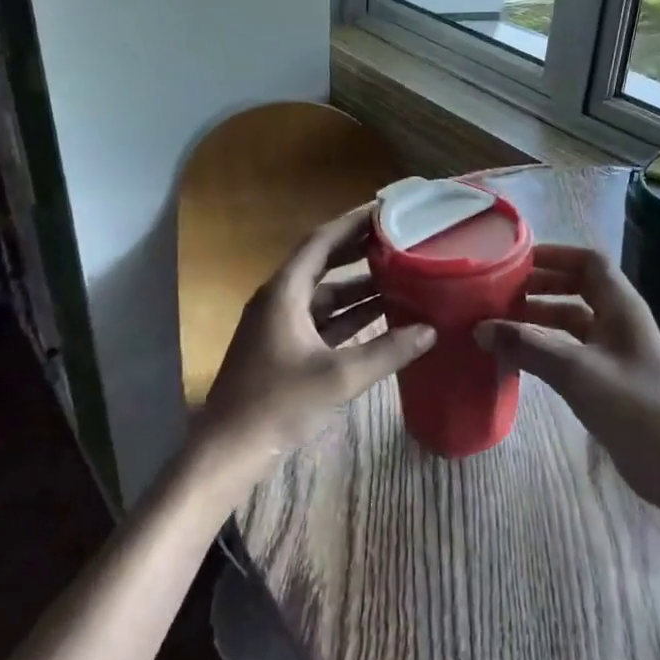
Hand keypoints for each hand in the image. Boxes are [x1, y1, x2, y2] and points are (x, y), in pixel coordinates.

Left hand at [193, 204, 435, 487]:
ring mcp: (280, 325)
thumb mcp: (338, 377)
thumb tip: (430, 330)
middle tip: (400, 238)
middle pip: (324, 263)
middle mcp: (280, 300)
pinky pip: (322, 320)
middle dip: (360, 251)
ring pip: (325, 295)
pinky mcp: (285, 348)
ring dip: (359, 286)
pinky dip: (350, 316)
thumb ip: (387, 351)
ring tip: (401, 274)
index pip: (321, 241)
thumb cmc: (278, 404)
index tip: (386, 210)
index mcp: (284, 292)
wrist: (229, 450)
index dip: (353, 223)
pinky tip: (382, 317)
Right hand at [475, 244, 659, 504]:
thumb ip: (526, 346)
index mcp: (621, 306)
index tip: (517, 261)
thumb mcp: (574, 370)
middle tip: (500, 292)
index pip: (589, 262)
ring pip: (573, 321)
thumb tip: (480, 328)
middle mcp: (619, 321)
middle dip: (540, 286)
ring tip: (501, 322)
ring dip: (540, 317)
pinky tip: (519, 356)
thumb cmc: (631, 405)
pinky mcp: (608, 379)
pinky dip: (546, 346)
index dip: (555, 255)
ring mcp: (615, 351)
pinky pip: (571, 349)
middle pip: (578, 288)